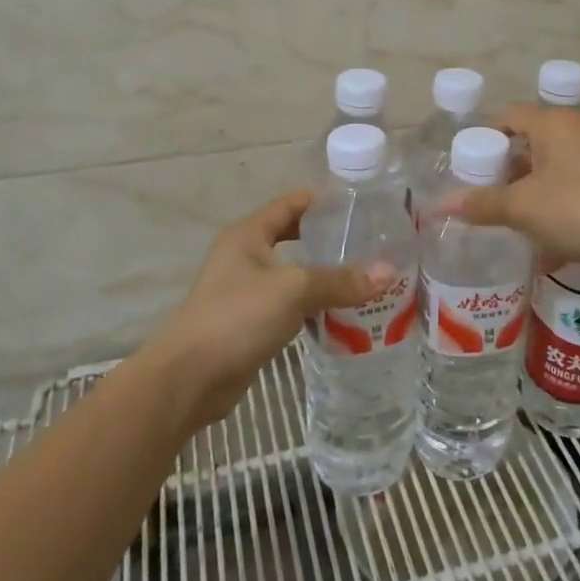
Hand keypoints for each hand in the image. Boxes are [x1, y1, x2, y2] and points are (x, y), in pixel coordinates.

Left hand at [151, 191, 375, 428]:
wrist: (190, 379)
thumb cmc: (237, 318)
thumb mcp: (293, 291)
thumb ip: (340, 280)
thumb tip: (389, 272)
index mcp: (247, 235)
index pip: (290, 204)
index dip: (322, 201)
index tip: (361, 205)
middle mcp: (244, 256)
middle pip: (293, 237)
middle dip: (328, 239)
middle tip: (368, 242)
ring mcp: (245, 291)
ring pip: (293, 274)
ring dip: (323, 275)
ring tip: (365, 276)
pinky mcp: (250, 323)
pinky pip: (289, 304)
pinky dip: (313, 305)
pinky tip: (342, 313)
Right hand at [441, 104, 579, 274]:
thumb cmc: (579, 209)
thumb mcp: (523, 208)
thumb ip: (482, 204)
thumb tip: (440, 205)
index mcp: (552, 123)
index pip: (507, 116)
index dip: (484, 137)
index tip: (469, 166)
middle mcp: (577, 128)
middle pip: (530, 138)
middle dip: (506, 166)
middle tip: (487, 193)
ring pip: (553, 161)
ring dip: (531, 184)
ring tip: (515, 213)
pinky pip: (574, 179)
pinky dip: (556, 195)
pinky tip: (550, 227)